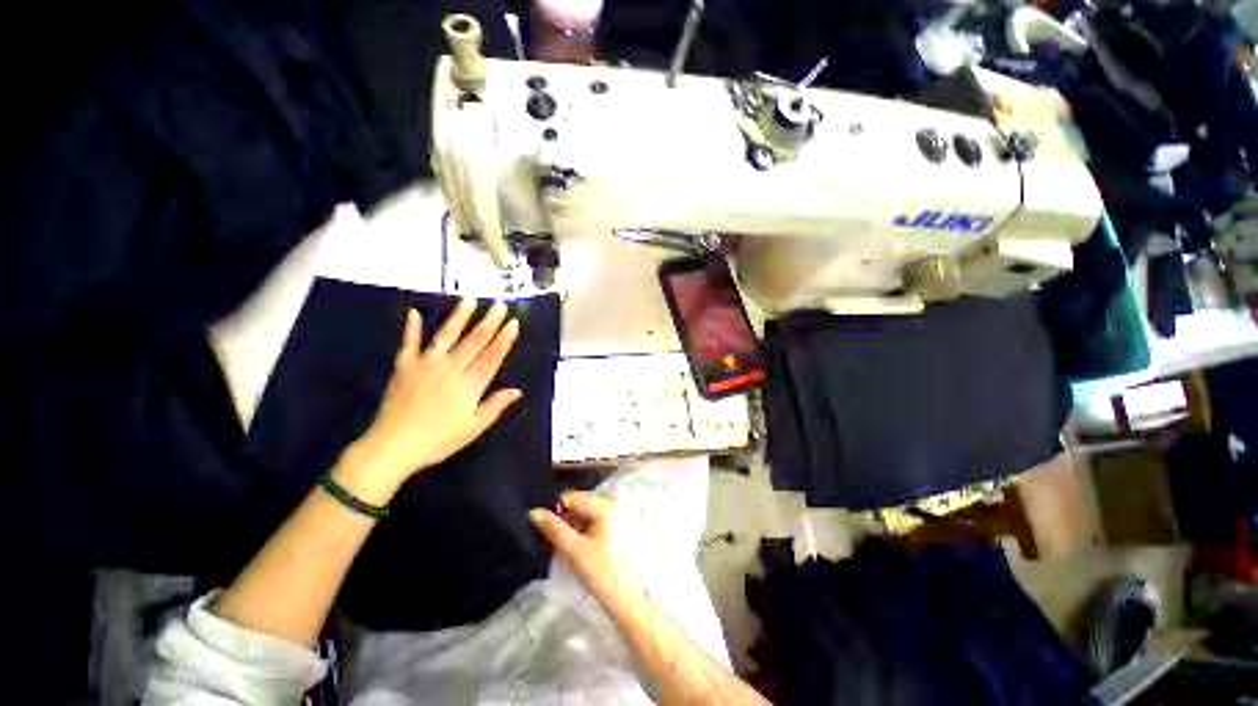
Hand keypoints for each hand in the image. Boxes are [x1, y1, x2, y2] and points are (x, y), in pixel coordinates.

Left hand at [335, 299, 521, 504]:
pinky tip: (413, 312)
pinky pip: (408, 343)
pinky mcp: (404, 367)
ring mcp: (426, 365)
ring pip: (446, 336)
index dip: (504, 339)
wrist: (392, 447)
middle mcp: (450, 369)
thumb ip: (495, 406)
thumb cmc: (437, 441)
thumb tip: (517, 391)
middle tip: (500, 305)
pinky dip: (411, 328)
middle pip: (474, 341)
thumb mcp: (473, 429)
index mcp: (469, 385)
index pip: (492, 357)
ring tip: (469, 299)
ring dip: (459, 317)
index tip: (513, 323)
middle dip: (489, 322)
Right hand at [529, 492, 645, 608]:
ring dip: (568, 527)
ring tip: (556, 545)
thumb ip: (553, 528)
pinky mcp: (611, 528)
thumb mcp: (574, 549)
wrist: (626, 599)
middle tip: (547, 539)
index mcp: (603, 504)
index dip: (554, 510)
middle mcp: (609, 504)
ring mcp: (611, 516)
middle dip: (561, 519)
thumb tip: (532, 511)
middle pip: (576, 504)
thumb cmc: (601, 572)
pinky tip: (570, 547)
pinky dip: (577, 532)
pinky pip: (589, 523)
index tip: (542, 529)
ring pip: (581, 514)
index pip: (571, 497)